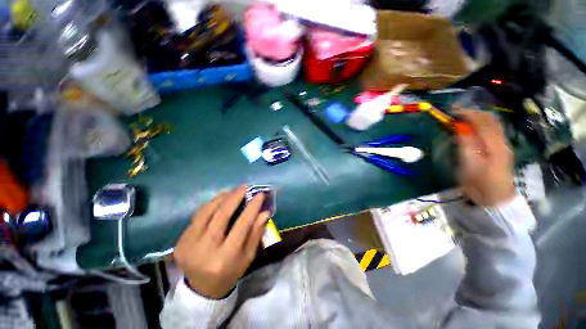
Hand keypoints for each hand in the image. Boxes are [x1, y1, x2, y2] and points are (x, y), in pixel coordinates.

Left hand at [173, 185, 268, 298]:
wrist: (201, 289)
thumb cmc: (230, 272)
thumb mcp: (248, 257)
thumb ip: (256, 233)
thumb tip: (264, 212)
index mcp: (225, 258)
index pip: (241, 226)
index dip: (252, 208)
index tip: (260, 194)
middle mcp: (205, 250)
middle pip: (221, 215)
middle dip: (235, 197)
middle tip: (245, 186)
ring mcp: (189, 245)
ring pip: (206, 212)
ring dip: (221, 197)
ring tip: (233, 190)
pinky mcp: (180, 241)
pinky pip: (197, 216)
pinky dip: (210, 205)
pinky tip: (219, 199)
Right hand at [456, 109, 515, 205]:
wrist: (496, 200)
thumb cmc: (479, 184)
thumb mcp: (469, 165)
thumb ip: (466, 144)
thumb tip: (460, 128)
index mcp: (494, 144)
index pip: (483, 121)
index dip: (468, 113)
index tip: (452, 112)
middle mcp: (502, 141)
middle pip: (490, 119)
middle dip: (473, 113)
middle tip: (456, 113)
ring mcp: (503, 146)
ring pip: (493, 124)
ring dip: (477, 118)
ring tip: (462, 119)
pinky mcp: (501, 151)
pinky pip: (493, 131)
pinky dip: (481, 126)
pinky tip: (472, 130)